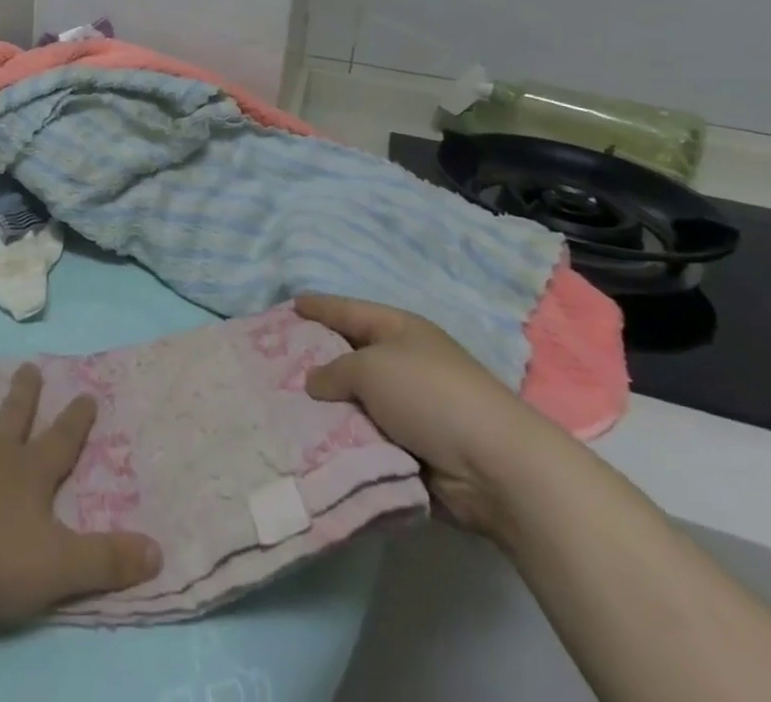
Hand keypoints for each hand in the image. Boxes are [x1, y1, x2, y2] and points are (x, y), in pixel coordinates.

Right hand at [298, 293, 571, 538]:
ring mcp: (412, 407)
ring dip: (329, 407)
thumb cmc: (430, 395)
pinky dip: (346, 439)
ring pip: (357, 401)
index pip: (349, 311)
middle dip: (316, 360)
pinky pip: (368, 437)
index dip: (320, 307)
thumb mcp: (371, 369)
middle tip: (274, 362)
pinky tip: (313, 443)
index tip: (291, 305)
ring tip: (283, 407)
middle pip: (350, 356)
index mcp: (399, 330)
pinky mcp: (414, 448)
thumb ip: (335, 371)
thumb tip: (314, 382)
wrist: (496, 466)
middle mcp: (405, 362)